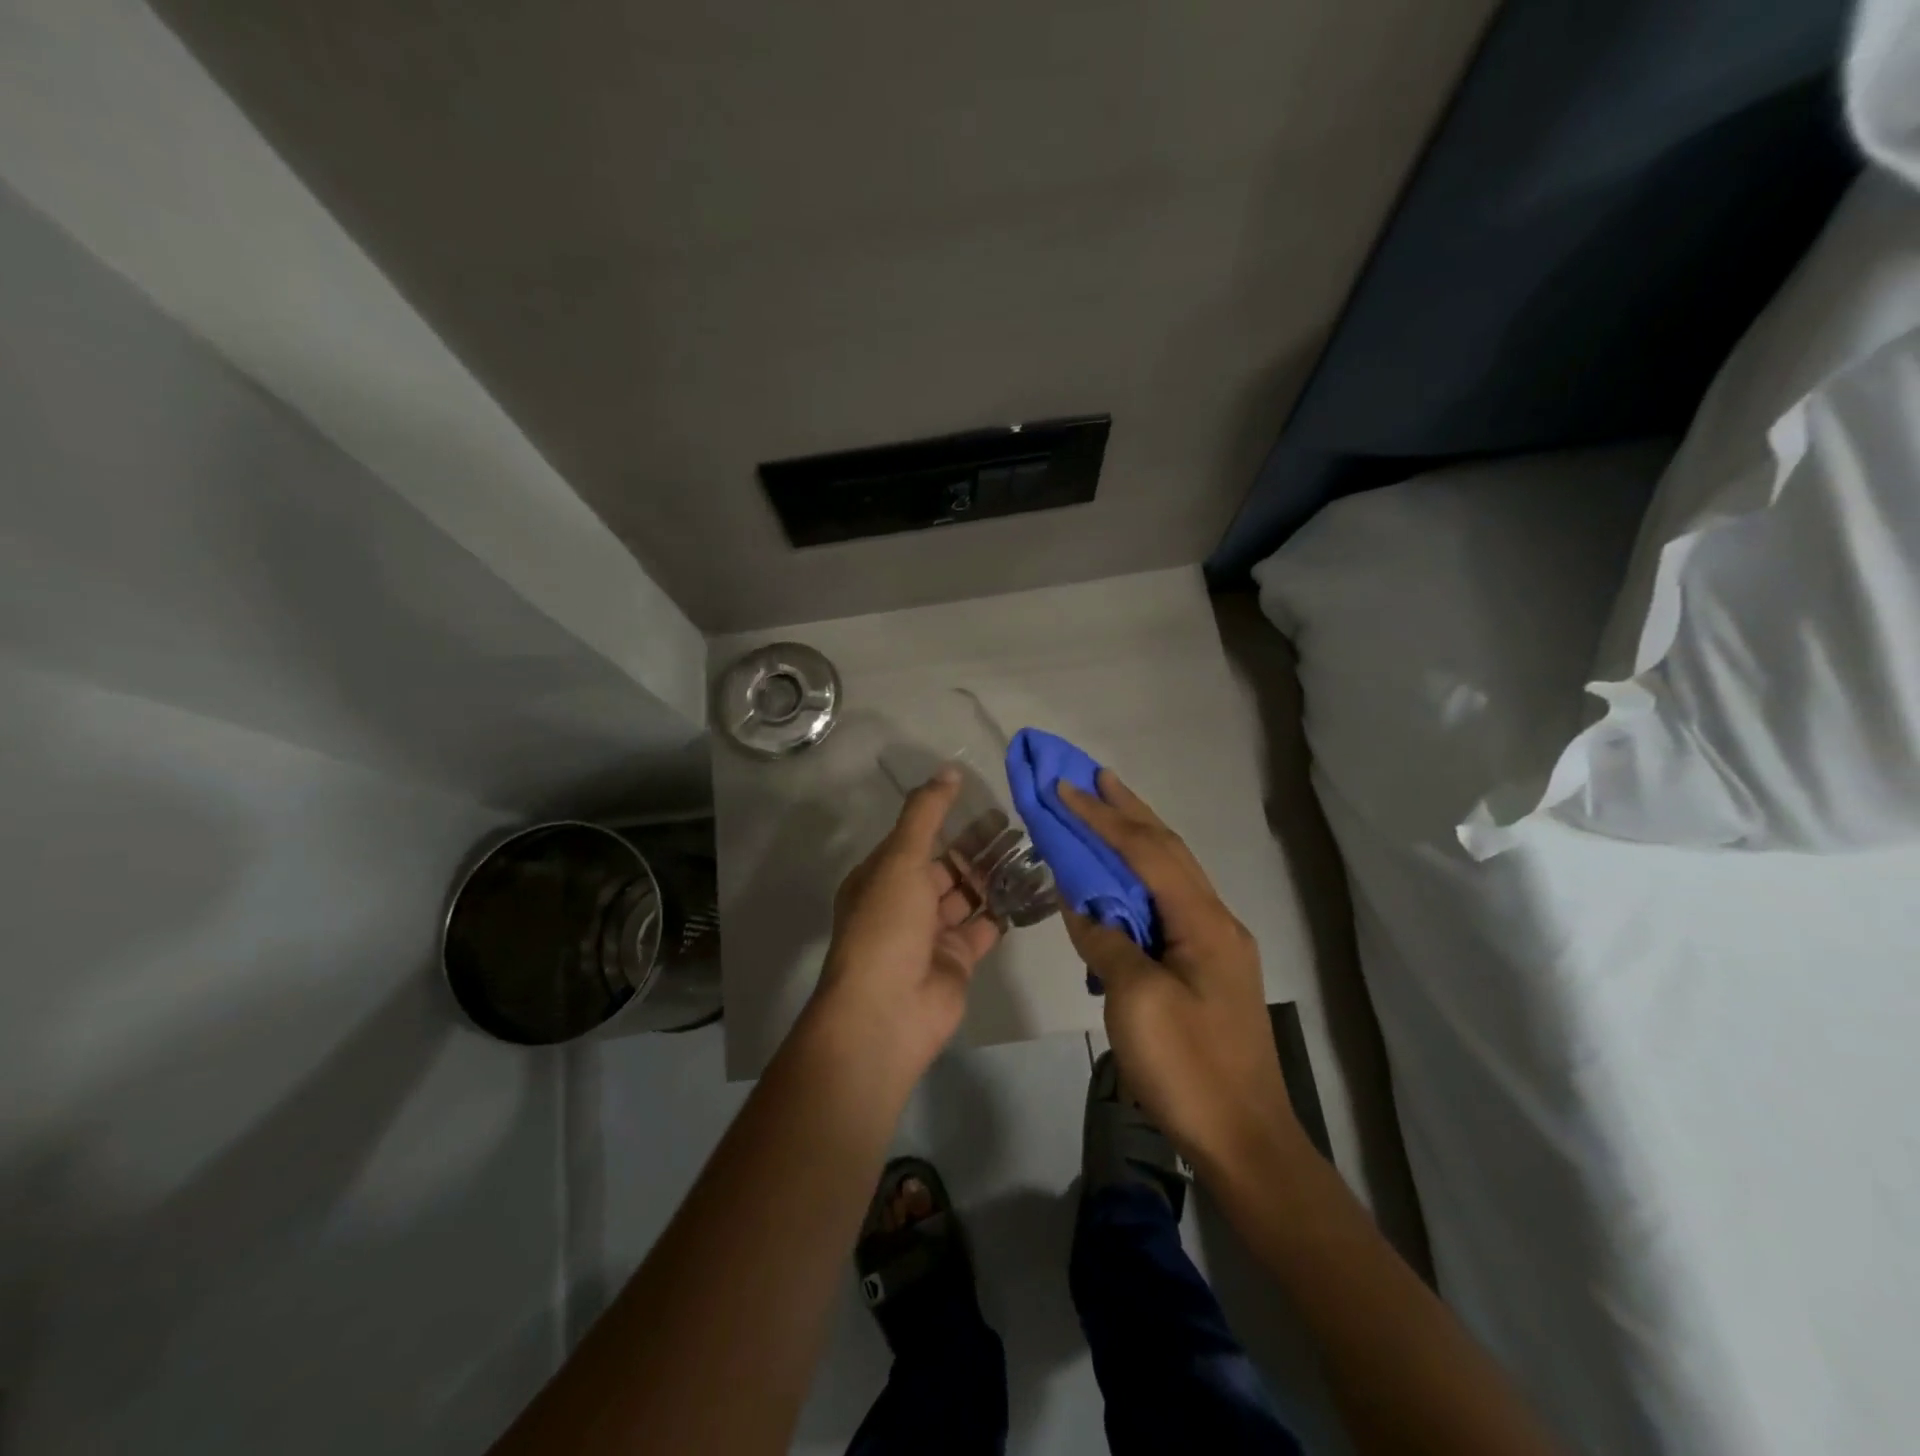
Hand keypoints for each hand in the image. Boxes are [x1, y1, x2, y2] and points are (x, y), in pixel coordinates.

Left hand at [806, 768, 1001, 1090]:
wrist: (887, 1011)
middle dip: (980, 846)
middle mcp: (905, 903)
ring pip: (969, 894)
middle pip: (948, 866)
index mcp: (883, 877)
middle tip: (1019, 824)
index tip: (985, 801)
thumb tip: (948, 770)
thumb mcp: (901, 859)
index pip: (918, 839)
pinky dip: (1007, 908)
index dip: (949, 819)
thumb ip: (926, 813)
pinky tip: (1034, 887)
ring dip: (996, 874)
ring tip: (1033, 849)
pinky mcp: (958, 959)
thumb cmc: (887, 926)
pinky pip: (986, 925)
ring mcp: (932, 933)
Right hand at [1058, 772, 1303, 1177]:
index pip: (1146, 852)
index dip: (1102, 818)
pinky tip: (1119, 883)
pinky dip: (1138, 881)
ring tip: (1105, 812)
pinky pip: (1167, 906)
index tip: (1064, 788)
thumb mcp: (1136, 1002)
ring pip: (1171, 875)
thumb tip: (1082, 904)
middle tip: (1094, 777)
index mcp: (1203, 922)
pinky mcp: (1207, 969)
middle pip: (1168, 850)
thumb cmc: (1189, 1070)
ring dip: (1136, 839)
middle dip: (1128, 810)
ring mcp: (1215, 945)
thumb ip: (1106, 941)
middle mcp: (1216, 920)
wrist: (1245, 1141)